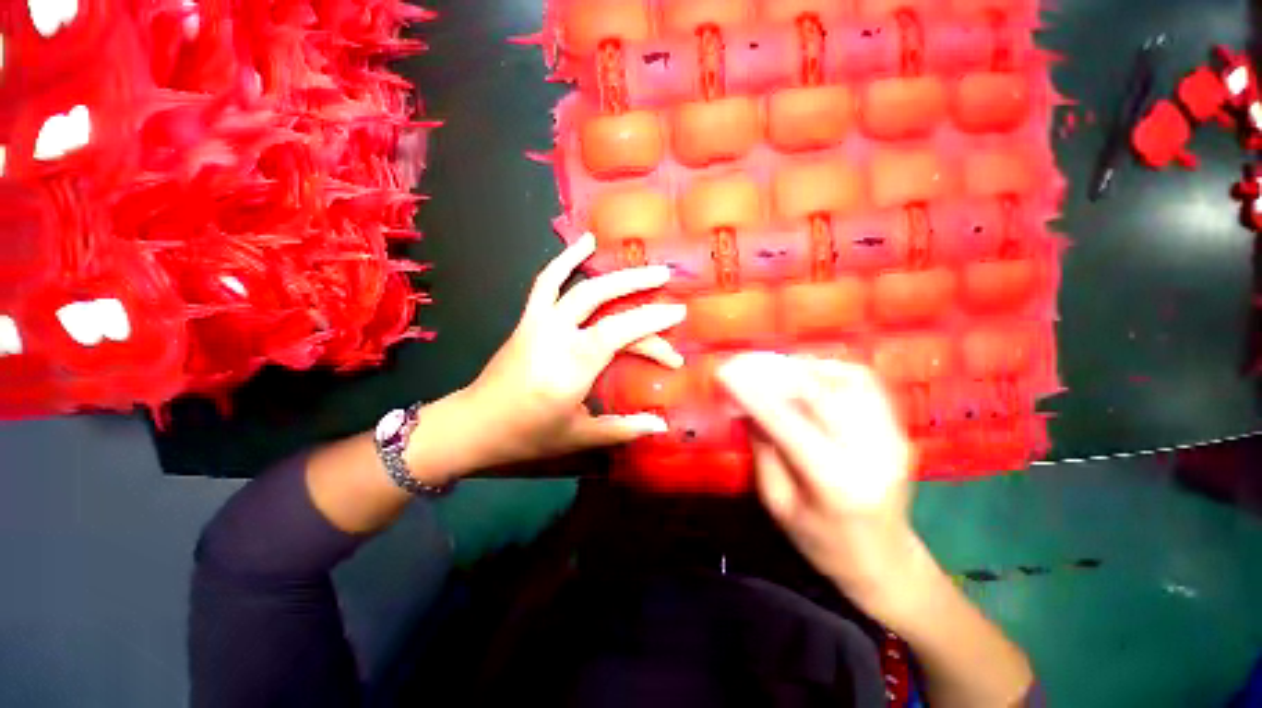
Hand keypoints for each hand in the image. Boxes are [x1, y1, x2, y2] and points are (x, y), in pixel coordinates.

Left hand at [459, 233, 684, 469]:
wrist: (474, 424)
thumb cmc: (528, 434)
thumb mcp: (579, 436)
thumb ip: (623, 428)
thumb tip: (661, 425)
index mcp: (572, 366)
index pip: (620, 332)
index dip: (651, 320)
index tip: (678, 313)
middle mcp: (556, 335)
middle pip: (602, 300)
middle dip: (638, 285)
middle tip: (666, 276)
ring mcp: (539, 322)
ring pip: (580, 287)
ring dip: (612, 272)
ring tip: (639, 261)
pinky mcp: (528, 319)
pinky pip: (547, 282)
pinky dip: (565, 259)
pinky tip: (585, 242)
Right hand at [716, 353, 919, 610]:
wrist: (886, 562)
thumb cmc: (823, 543)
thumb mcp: (779, 504)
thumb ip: (764, 450)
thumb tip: (745, 406)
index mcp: (836, 483)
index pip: (787, 423)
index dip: (753, 393)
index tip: (725, 373)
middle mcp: (871, 452)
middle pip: (820, 392)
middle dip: (775, 372)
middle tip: (745, 366)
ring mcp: (892, 436)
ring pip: (844, 379)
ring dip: (802, 368)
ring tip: (774, 372)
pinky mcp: (899, 428)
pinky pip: (863, 382)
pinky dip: (829, 371)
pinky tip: (808, 378)